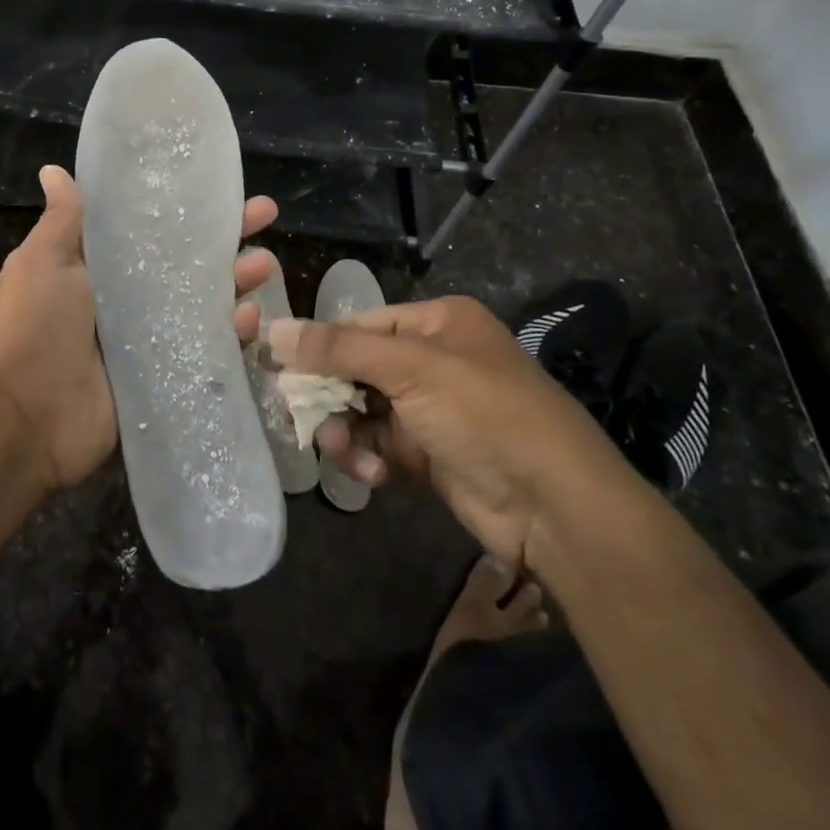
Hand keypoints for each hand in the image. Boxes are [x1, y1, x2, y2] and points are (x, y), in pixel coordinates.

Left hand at [0, 164, 281, 492]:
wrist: (28, 420)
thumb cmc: (35, 328)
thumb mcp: (44, 263)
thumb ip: (63, 220)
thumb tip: (51, 169)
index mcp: (98, 265)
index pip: (150, 225)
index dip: (182, 205)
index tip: (216, 184)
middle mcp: (126, 295)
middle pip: (185, 258)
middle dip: (224, 235)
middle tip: (265, 212)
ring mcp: (149, 335)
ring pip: (203, 299)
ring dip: (236, 278)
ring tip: (267, 263)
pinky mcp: (165, 371)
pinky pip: (204, 345)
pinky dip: (230, 331)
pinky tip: (252, 316)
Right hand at [269, 297, 640, 566]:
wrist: (556, 507)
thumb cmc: (484, 413)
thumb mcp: (411, 370)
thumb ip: (338, 350)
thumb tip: (272, 330)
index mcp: (438, 322)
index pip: (361, 324)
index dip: (320, 344)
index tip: (278, 366)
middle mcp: (433, 359)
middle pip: (357, 368)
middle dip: (329, 394)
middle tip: (300, 415)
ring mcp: (432, 409)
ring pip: (363, 410)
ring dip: (345, 430)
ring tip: (337, 449)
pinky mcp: (430, 454)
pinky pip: (379, 445)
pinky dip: (368, 457)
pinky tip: (373, 473)